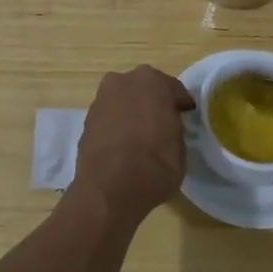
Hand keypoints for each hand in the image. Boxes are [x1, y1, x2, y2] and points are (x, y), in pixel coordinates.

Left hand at [73, 65, 195, 222]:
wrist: (109, 190)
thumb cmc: (155, 165)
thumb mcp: (180, 147)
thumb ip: (174, 128)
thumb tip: (168, 127)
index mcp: (152, 81)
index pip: (173, 90)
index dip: (180, 105)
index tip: (185, 117)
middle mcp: (124, 82)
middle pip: (144, 89)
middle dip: (153, 103)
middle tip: (162, 124)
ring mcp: (101, 99)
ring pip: (124, 100)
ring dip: (132, 112)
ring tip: (140, 136)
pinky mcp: (86, 119)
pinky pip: (110, 117)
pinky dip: (116, 125)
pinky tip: (122, 145)